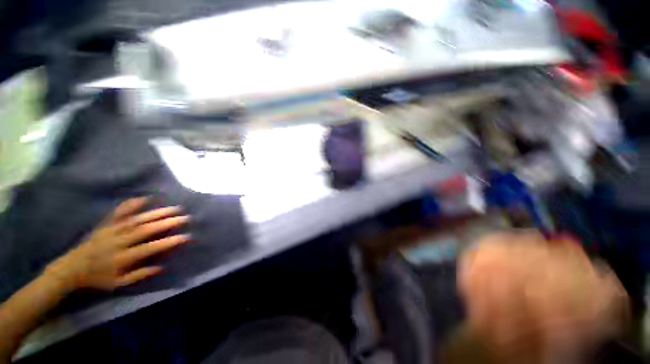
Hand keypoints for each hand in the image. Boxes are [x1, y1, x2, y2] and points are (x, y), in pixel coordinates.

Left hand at [45, 197, 190, 290]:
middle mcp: (118, 241)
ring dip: (157, 213)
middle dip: (167, 223)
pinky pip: (119, 212)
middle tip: (184, 217)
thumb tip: (161, 267)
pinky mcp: (105, 224)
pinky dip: (132, 204)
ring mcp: (111, 230)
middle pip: (146, 230)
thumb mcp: (117, 283)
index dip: (169, 242)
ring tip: (174, 208)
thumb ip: (139, 275)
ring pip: (137, 219)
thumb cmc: (97, 278)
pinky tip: (145, 198)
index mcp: (122, 257)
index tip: (185, 236)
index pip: (150, 247)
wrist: (71, 268)